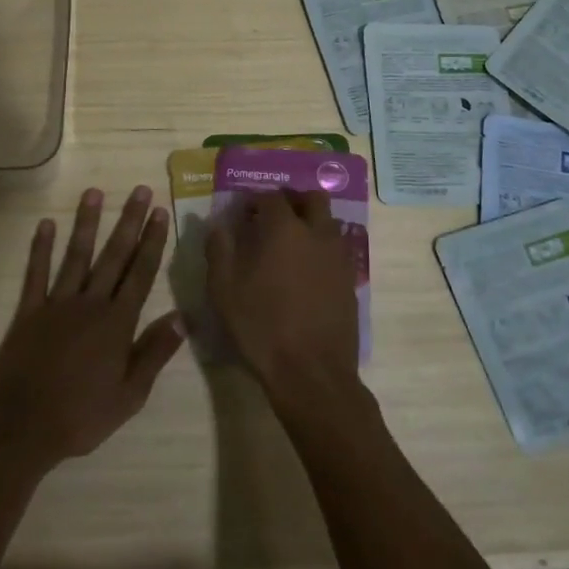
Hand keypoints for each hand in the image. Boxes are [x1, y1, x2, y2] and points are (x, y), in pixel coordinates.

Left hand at [0, 186, 186, 471]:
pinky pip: (36, 274)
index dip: (152, 242)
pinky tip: (46, 224)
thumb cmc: (82, 415)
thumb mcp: (130, 394)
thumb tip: (182, 317)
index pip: (141, 273)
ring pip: (77, 256)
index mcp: (117, 323)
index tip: (160, 213)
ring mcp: (57, 304)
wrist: (23, 427)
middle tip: (140, 191)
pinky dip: (41, 248)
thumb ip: (155, 352)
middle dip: (129, 221)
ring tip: (95, 193)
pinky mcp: (29, 312)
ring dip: (87, 224)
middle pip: (114, 256)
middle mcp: (91, 304)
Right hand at [205, 189, 360, 403]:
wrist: (311, 372)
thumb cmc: (261, 326)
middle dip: (292, 200)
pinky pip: (336, 249)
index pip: (271, 196)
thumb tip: (218, 225)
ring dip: (310, 222)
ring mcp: (338, 256)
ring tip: (289, 244)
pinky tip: (305, 272)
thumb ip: (219, 249)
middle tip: (272, 217)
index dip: (255, 200)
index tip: (243, 213)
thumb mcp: (224, 289)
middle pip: (312, 199)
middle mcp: (317, 233)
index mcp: (284, 229)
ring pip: (328, 222)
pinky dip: (321, 248)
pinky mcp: (350, 280)